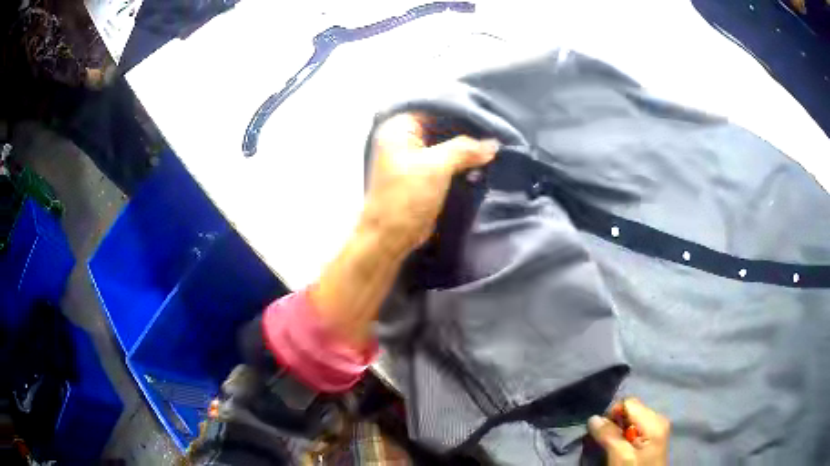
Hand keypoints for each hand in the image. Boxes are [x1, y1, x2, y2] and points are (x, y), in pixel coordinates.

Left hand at [361, 113, 498, 252]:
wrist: (391, 236)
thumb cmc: (406, 197)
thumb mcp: (436, 167)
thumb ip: (464, 149)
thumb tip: (493, 144)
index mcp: (400, 127)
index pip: (435, 108)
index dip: (461, 110)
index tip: (488, 113)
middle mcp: (405, 137)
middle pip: (442, 125)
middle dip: (467, 130)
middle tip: (496, 129)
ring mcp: (414, 156)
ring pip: (446, 144)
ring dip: (468, 148)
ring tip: (495, 145)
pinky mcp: (424, 174)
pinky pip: (447, 160)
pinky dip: (463, 161)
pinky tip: (484, 161)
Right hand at [588, 398, 669, 465]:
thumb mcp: (620, 456)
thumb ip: (609, 436)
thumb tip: (593, 418)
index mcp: (654, 420)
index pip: (628, 402)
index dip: (611, 415)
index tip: (602, 434)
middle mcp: (658, 419)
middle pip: (630, 411)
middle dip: (614, 425)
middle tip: (606, 444)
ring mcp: (657, 428)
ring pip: (631, 420)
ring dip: (618, 432)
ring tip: (613, 449)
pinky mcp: (653, 437)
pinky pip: (636, 429)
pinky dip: (624, 437)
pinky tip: (622, 449)